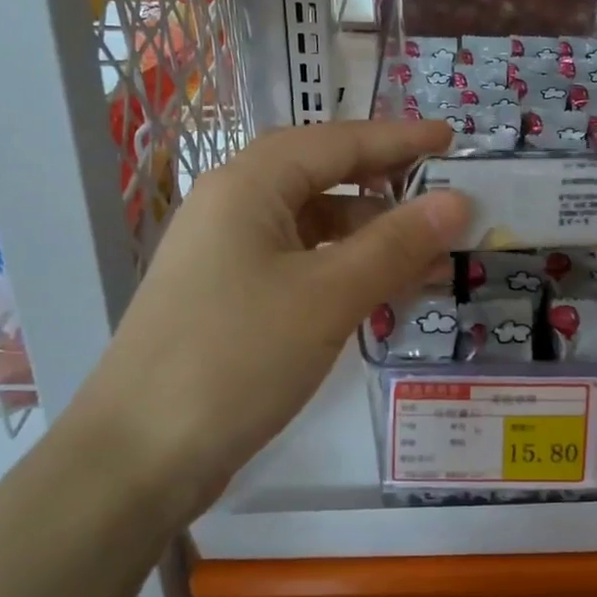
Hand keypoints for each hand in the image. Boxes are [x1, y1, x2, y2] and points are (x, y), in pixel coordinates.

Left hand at [91, 120, 468, 495]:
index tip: (453, 139)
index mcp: (248, 184)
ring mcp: (227, 252)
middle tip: (445, 193)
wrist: (137, 458)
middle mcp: (233, 204)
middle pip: (323, 175)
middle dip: (387, 183)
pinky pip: (300, 260)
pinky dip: (345, 267)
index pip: (338, 142)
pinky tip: (382, 289)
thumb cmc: (236, 358)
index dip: (400, 138)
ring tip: (430, 255)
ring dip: (372, 233)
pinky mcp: (229, 294)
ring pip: (314, 223)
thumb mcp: (328, 296)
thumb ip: (397, 243)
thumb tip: (459, 201)